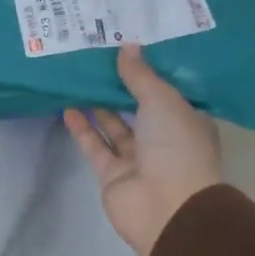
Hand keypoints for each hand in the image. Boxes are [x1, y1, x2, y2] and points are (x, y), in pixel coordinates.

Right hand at [65, 45, 223, 255]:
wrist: (167, 209)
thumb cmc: (176, 147)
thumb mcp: (162, 101)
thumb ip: (140, 75)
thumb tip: (127, 46)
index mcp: (186, 121)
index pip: (167, 91)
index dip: (149, 70)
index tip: (129, 46)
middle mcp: (164, 139)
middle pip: (137, 108)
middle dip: (119, 86)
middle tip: (96, 57)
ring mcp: (137, 159)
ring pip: (114, 126)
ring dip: (97, 105)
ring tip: (77, 78)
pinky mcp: (112, 175)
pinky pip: (96, 146)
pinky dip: (82, 128)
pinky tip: (67, 106)